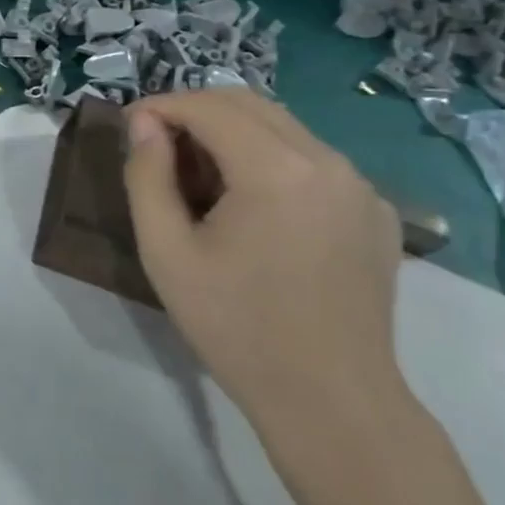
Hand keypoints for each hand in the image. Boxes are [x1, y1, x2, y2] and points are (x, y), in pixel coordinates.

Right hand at [123, 90, 404, 448]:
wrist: (331, 400)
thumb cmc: (236, 327)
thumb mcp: (166, 252)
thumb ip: (147, 176)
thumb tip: (143, 124)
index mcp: (277, 170)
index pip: (209, 106)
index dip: (162, 106)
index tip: (129, 126)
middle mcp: (328, 161)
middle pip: (249, 104)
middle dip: (196, 112)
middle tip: (158, 147)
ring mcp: (360, 185)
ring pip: (283, 128)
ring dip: (233, 134)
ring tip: (201, 178)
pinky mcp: (375, 211)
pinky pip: (313, 161)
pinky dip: (272, 160)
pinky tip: (253, 207)